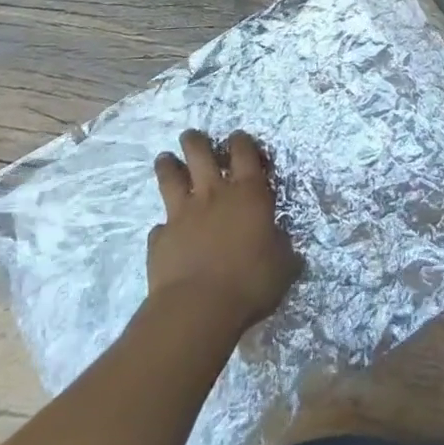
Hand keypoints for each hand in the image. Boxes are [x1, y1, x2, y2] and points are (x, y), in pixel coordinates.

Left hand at [149, 130, 300, 333]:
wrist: (198, 308)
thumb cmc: (249, 281)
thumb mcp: (282, 265)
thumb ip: (282, 248)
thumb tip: (285, 245)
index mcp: (248, 192)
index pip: (244, 152)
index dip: (241, 141)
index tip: (238, 137)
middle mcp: (214, 194)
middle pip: (200, 154)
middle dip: (195, 141)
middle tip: (190, 136)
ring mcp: (183, 214)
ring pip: (171, 178)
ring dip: (167, 166)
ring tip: (164, 158)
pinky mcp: (161, 238)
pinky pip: (159, 226)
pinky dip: (162, 227)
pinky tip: (162, 230)